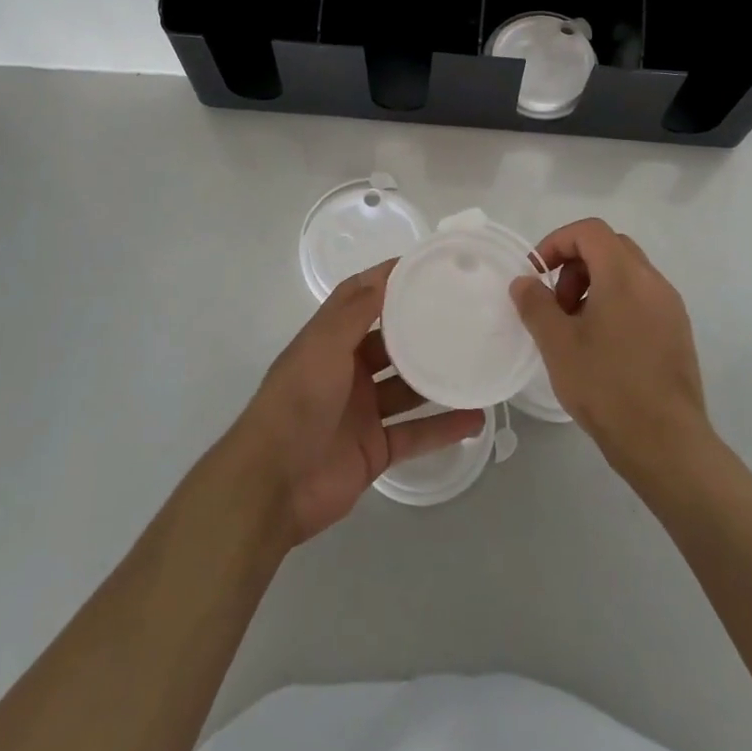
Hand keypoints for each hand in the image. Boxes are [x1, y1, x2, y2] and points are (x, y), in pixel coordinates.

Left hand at [232, 261, 485, 544]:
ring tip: (478, 362)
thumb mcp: (323, 347)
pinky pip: (416, 434)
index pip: (361, 299)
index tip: (427, 265)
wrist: (273, 485)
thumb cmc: (297, 403)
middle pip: (391, 343)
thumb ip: (354, 312)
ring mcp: (363, 412)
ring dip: (438, 379)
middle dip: (422, 329)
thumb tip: (384, 273)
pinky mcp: (376, 449)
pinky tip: (476, 419)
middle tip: (465, 314)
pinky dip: (444, 428)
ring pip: (408, 389)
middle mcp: (347, 372)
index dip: (388, 280)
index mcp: (329, 342)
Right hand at [511, 218, 711, 482]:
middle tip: (557, 304)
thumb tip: (524, 282)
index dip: (557, 242)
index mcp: (624, 275)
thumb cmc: (607, 387)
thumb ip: (536, 304)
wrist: (667, 443)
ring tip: (576, 328)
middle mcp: (652, 281)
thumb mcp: (557, 344)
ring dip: (595, 285)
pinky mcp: (677, 331)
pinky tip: (602, 346)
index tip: (537, 274)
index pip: (589, 231)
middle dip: (575, 265)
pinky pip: (642, 298)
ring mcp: (670, 306)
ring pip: (627, 273)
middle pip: (609, 247)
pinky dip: (616, 303)